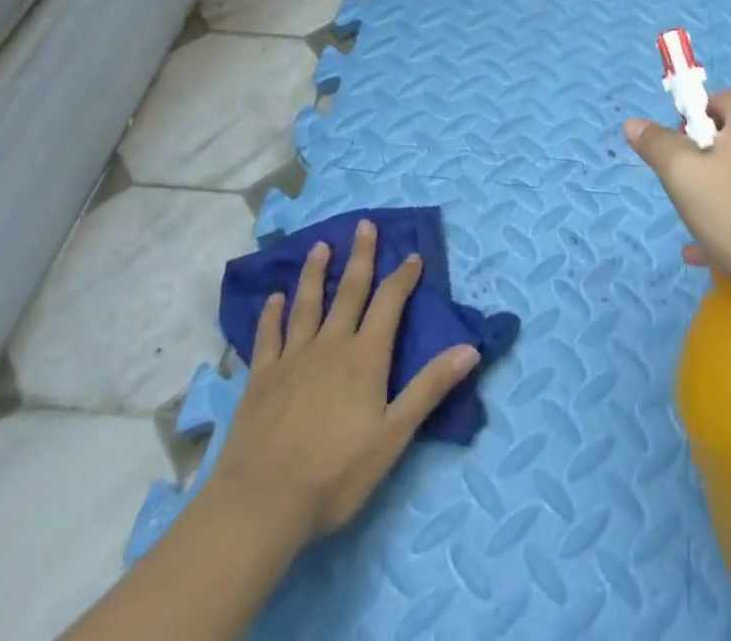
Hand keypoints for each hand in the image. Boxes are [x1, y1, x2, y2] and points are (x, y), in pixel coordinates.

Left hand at [209, 220, 480, 539]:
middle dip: (361, 256)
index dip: (403, 277)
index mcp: (365, 356)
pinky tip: (274, 298)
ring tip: (320, 246)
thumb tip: (471, 348)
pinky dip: (272, 314)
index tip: (412, 255)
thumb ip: (430, 388)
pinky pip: (268, 336)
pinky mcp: (260, 379)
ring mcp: (292, 359)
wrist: (260, 505)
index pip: (389, 303)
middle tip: (364, 224)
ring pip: (307, 304)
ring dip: (316, 273)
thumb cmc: (335, 474)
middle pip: (349, 291)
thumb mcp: (393, 435)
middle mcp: (330, 345)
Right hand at [625, 91, 730, 316]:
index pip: (718, 100)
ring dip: (723, 192)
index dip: (692, 120)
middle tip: (687, 193)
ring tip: (701, 231)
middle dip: (705, 161)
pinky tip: (724, 252)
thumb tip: (634, 123)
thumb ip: (657, 145)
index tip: (677, 154)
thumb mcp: (683, 177)